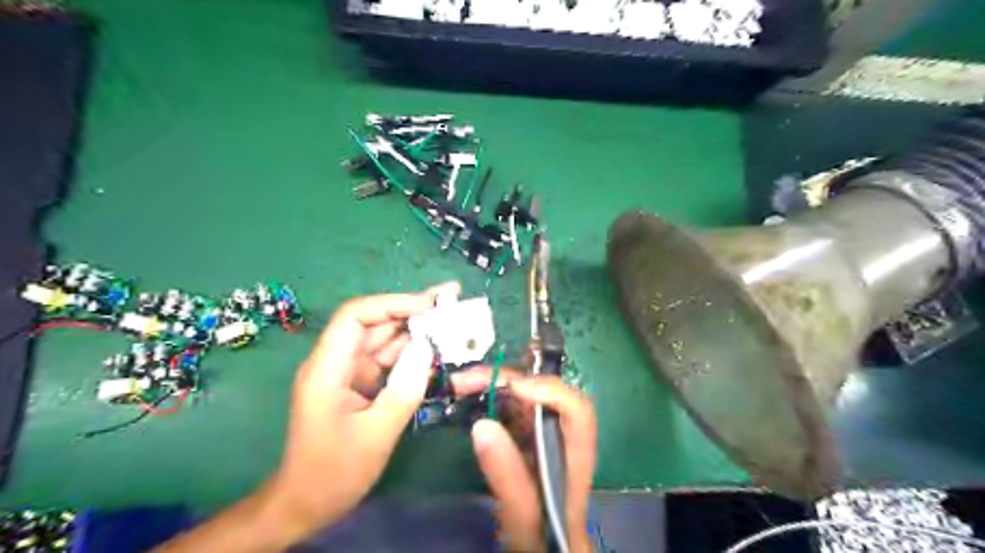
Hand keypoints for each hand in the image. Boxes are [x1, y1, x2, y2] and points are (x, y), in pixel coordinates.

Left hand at [267, 282, 462, 542]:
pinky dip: (413, 354)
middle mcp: (337, 362)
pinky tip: (438, 349)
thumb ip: (404, 389)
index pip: (355, 316)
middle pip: (374, 323)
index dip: (393, 303)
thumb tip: (427, 348)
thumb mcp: (376, 433)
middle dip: (413, 310)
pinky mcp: (361, 384)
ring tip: (453, 319)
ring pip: (385, 340)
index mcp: (328, 368)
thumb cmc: (334, 472)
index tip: (430, 304)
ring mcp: (350, 372)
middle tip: (452, 299)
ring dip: (417, 330)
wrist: (306, 504)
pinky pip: (389, 361)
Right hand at [449, 364, 596, 549]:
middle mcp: (561, 431)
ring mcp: (544, 429)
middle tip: (466, 381)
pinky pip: (511, 406)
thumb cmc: (542, 534)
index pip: (576, 409)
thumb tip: (482, 425)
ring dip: (494, 383)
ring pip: (525, 394)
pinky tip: (468, 397)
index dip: (549, 391)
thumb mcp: (524, 514)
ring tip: (461, 384)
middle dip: (507, 380)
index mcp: (575, 452)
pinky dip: (490, 397)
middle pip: (543, 392)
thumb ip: (508, 477)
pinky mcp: (527, 432)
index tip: (513, 388)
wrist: (546, 544)